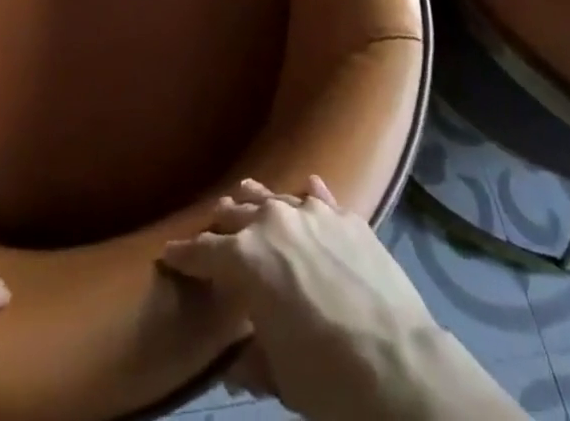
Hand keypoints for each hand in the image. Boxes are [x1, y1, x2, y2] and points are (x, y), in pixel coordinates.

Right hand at [161, 177, 526, 420]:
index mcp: (245, 258)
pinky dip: (306, 198)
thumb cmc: (327, 377)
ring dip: (257, 203)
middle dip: (220, 226)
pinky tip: (306, 193)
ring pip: (272, 196)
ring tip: (246, 201)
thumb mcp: (280, 377)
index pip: (202, 252)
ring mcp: (311, 212)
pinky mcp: (346, 216)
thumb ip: (252, 360)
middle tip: (211, 234)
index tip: (169, 254)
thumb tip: (235, 365)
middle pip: (234, 214)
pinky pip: (318, 197)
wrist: (400, 364)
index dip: (183, 256)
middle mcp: (272, 221)